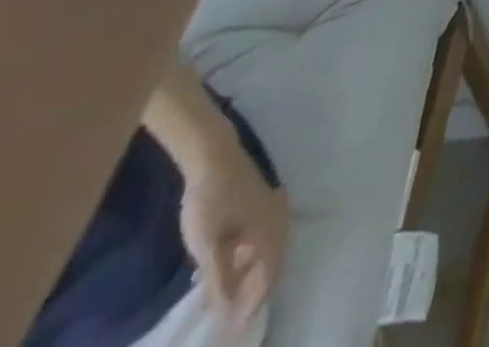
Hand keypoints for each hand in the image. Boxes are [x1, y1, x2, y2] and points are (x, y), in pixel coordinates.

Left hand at [177, 143, 289, 328]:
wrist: (214, 158)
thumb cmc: (211, 203)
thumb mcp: (209, 247)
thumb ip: (221, 280)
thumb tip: (229, 312)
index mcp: (271, 231)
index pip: (269, 276)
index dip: (253, 305)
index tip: (233, 330)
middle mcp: (279, 219)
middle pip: (272, 263)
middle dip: (254, 290)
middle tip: (231, 316)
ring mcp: (273, 207)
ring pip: (268, 249)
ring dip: (251, 273)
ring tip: (228, 295)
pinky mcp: (264, 201)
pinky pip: (263, 236)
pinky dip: (249, 256)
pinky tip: (231, 264)